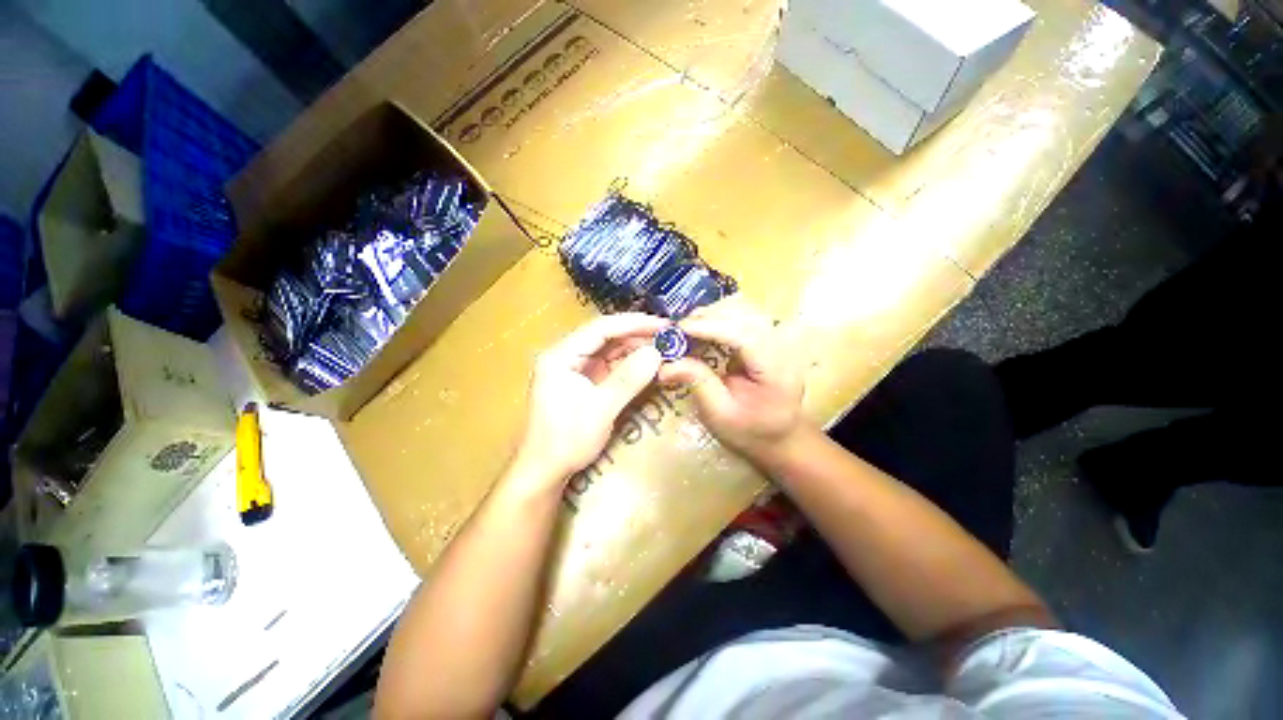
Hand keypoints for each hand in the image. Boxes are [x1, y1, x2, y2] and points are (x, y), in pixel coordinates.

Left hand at [514, 313, 667, 484]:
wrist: (545, 472)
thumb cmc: (566, 440)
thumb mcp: (600, 409)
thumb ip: (628, 379)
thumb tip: (657, 352)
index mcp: (561, 355)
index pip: (601, 328)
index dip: (633, 323)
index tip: (663, 325)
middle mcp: (567, 356)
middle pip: (606, 337)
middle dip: (638, 336)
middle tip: (670, 338)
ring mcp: (576, 370)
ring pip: (611, 351)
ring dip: (637, 350)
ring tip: (665, 349)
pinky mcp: (585, 383)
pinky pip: (611, 367)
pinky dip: (631, 366)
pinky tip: (650, 365)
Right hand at [658, 297, 804, 461]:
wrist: (779, 435)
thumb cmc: (750, 431)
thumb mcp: (719, 414)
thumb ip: (697, 383)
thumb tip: (665, 364)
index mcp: (776, 370)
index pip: (745, 335)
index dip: (711, 327)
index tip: (680, 328)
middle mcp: (782, 347)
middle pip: (746, 314)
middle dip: (709, 316)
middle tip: (677, 328)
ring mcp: (777, 339)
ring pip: (745, 308)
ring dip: (713, 312)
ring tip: (688, 327)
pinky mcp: (768, 336)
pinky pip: (743, 314)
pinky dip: (720, 315)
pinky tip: (703, 326)